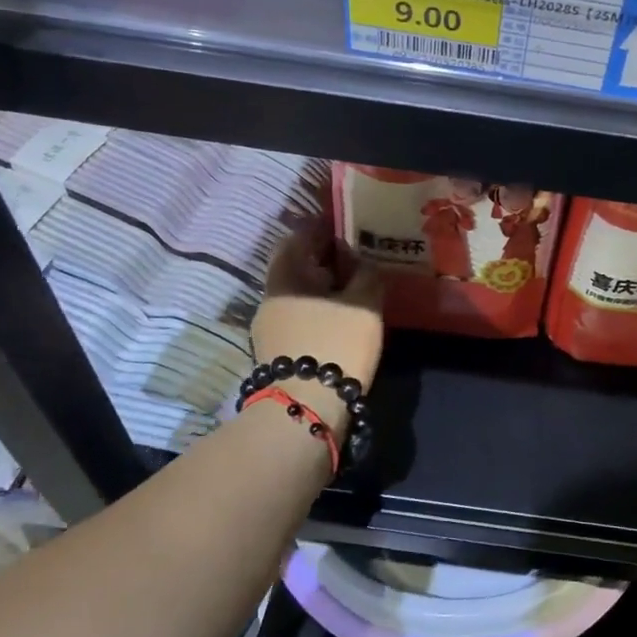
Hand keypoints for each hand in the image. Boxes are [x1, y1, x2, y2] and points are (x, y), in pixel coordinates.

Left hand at [250, 221, 383, 432]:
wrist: (306, 408)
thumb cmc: (336, 345)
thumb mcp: (364, 305)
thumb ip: (367, 275)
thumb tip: (362, 262)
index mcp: (285, 278)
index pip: (296, 239)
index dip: (320, 229)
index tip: (345, 228)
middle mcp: (271, 299)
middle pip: (296, 268)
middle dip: (324, 260)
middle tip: (356, 258)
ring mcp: (269, 330)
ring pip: (298, 296)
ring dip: (323, 289)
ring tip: (354, 289)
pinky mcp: (277, 355)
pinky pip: (300, 319)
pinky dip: (320, 311)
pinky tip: (342, 319)